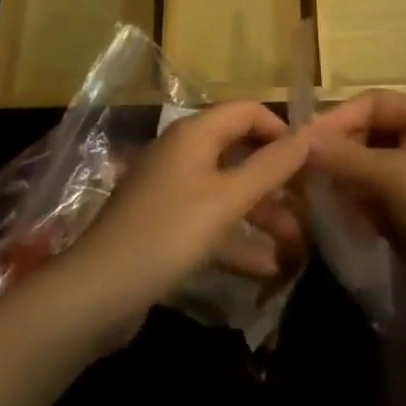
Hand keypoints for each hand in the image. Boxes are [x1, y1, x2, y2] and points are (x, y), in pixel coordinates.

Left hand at [64, 101, 308, 330]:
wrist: (95, 293)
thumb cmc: (168, 233)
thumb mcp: (227, 200)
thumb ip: (270, 167)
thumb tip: (309, 135)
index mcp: (195, 133)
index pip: (248, 111)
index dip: (281, 130)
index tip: (310, 161)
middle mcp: (183, 153)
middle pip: (240, 152)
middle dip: (276, 180)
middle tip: (310, 205)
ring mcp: (172, 190)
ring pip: (228, 192)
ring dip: (262, 215)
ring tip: (297, 246)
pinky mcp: (165, 226)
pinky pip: (210, 222)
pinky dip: (237, 240)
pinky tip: (266, 268)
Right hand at [306, 91, 405, 338]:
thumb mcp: (393, 175)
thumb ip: (344, 157)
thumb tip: (299, 142)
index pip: (373, 103)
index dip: (339, 117)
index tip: (303, 142)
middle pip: (368, 135)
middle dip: (336, 151)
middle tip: (299, 172)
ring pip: (366, 171)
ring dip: (339, 180)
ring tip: (306, 194)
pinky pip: (370, 202)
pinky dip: (350, 206)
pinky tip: (327, 217)